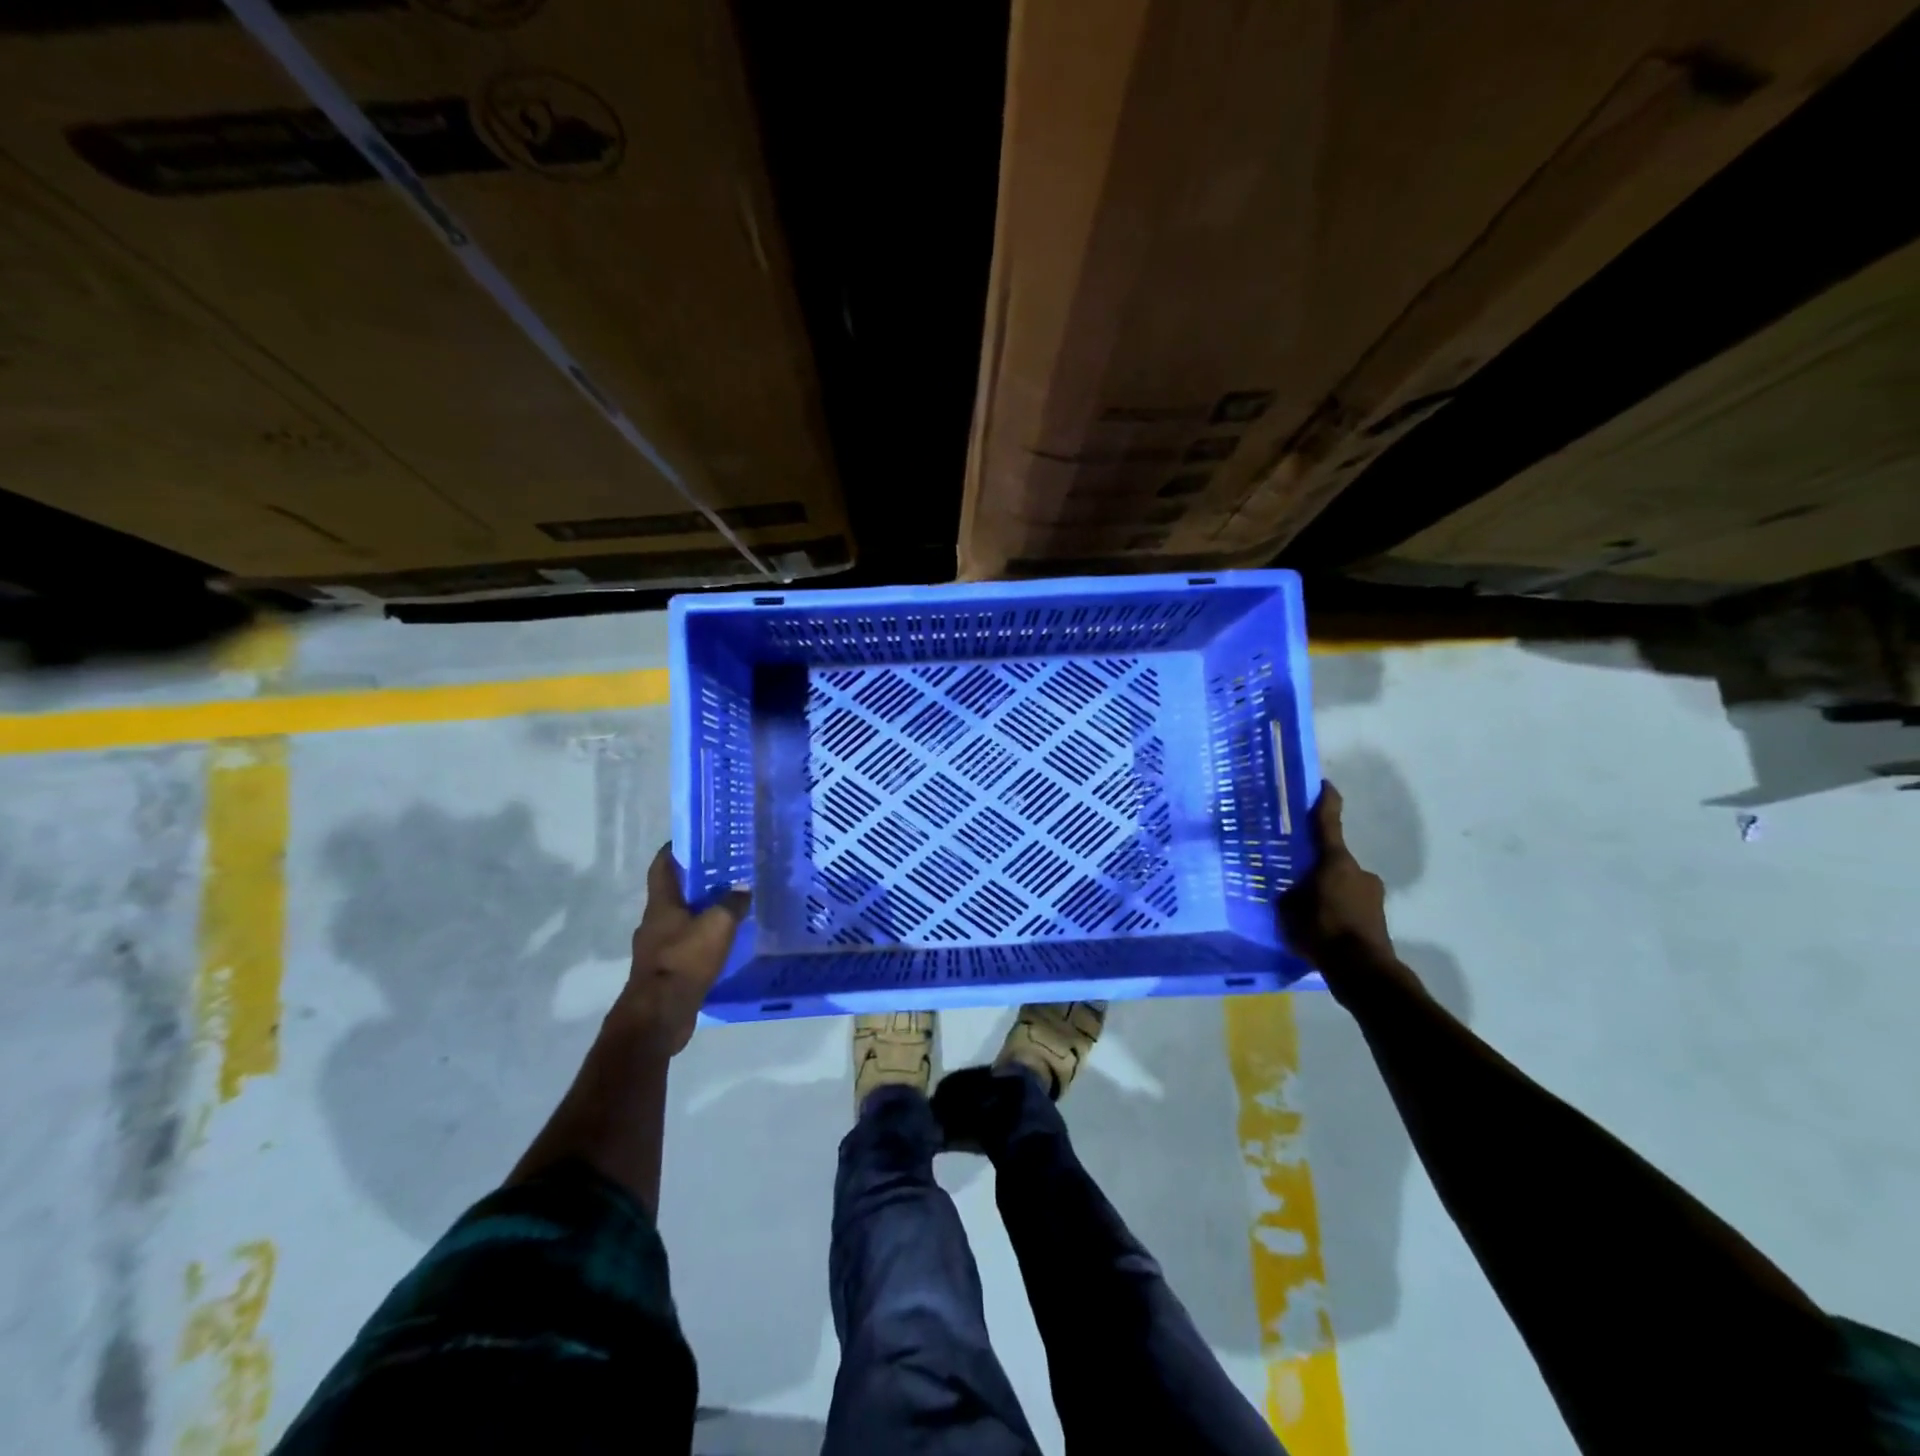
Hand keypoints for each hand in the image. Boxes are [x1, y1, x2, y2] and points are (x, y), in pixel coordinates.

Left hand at [611, 846, 749, 1054]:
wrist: (659, 1015)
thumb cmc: (685, 961)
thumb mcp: (718, 925)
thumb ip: (732, 903)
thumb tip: (743, 888)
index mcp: (661, 905)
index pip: (662, 867)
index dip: (674, 850)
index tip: (694, 840)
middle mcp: (654, 923)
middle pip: (673, 894)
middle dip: (695, 883)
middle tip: (725, 873)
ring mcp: (656, 949)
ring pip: (679, 922)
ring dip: (699, 913)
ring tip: (729, 908)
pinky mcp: (664, 972)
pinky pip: (684, 947)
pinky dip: (701, 941)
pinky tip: (722, 943)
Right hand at [1279, 783, 1398, 972]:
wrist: (1362, 971)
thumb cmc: (1321, 931)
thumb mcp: (1288, 910)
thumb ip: (1289, 894)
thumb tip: (1290, 890)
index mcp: (1334, 861)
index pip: (1328, 823)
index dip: (1325, 802)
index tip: (1324, 785)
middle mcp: (1358, 870)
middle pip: (1333, 860)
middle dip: (1317, 868)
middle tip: (1297, 882)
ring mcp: (1373, 893)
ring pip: (1343, 883)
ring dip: (1329, 891)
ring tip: (1309, 913)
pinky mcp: (1379, 916)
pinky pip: (1351, 905)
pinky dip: (1338, 911)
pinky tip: (1324, 930)